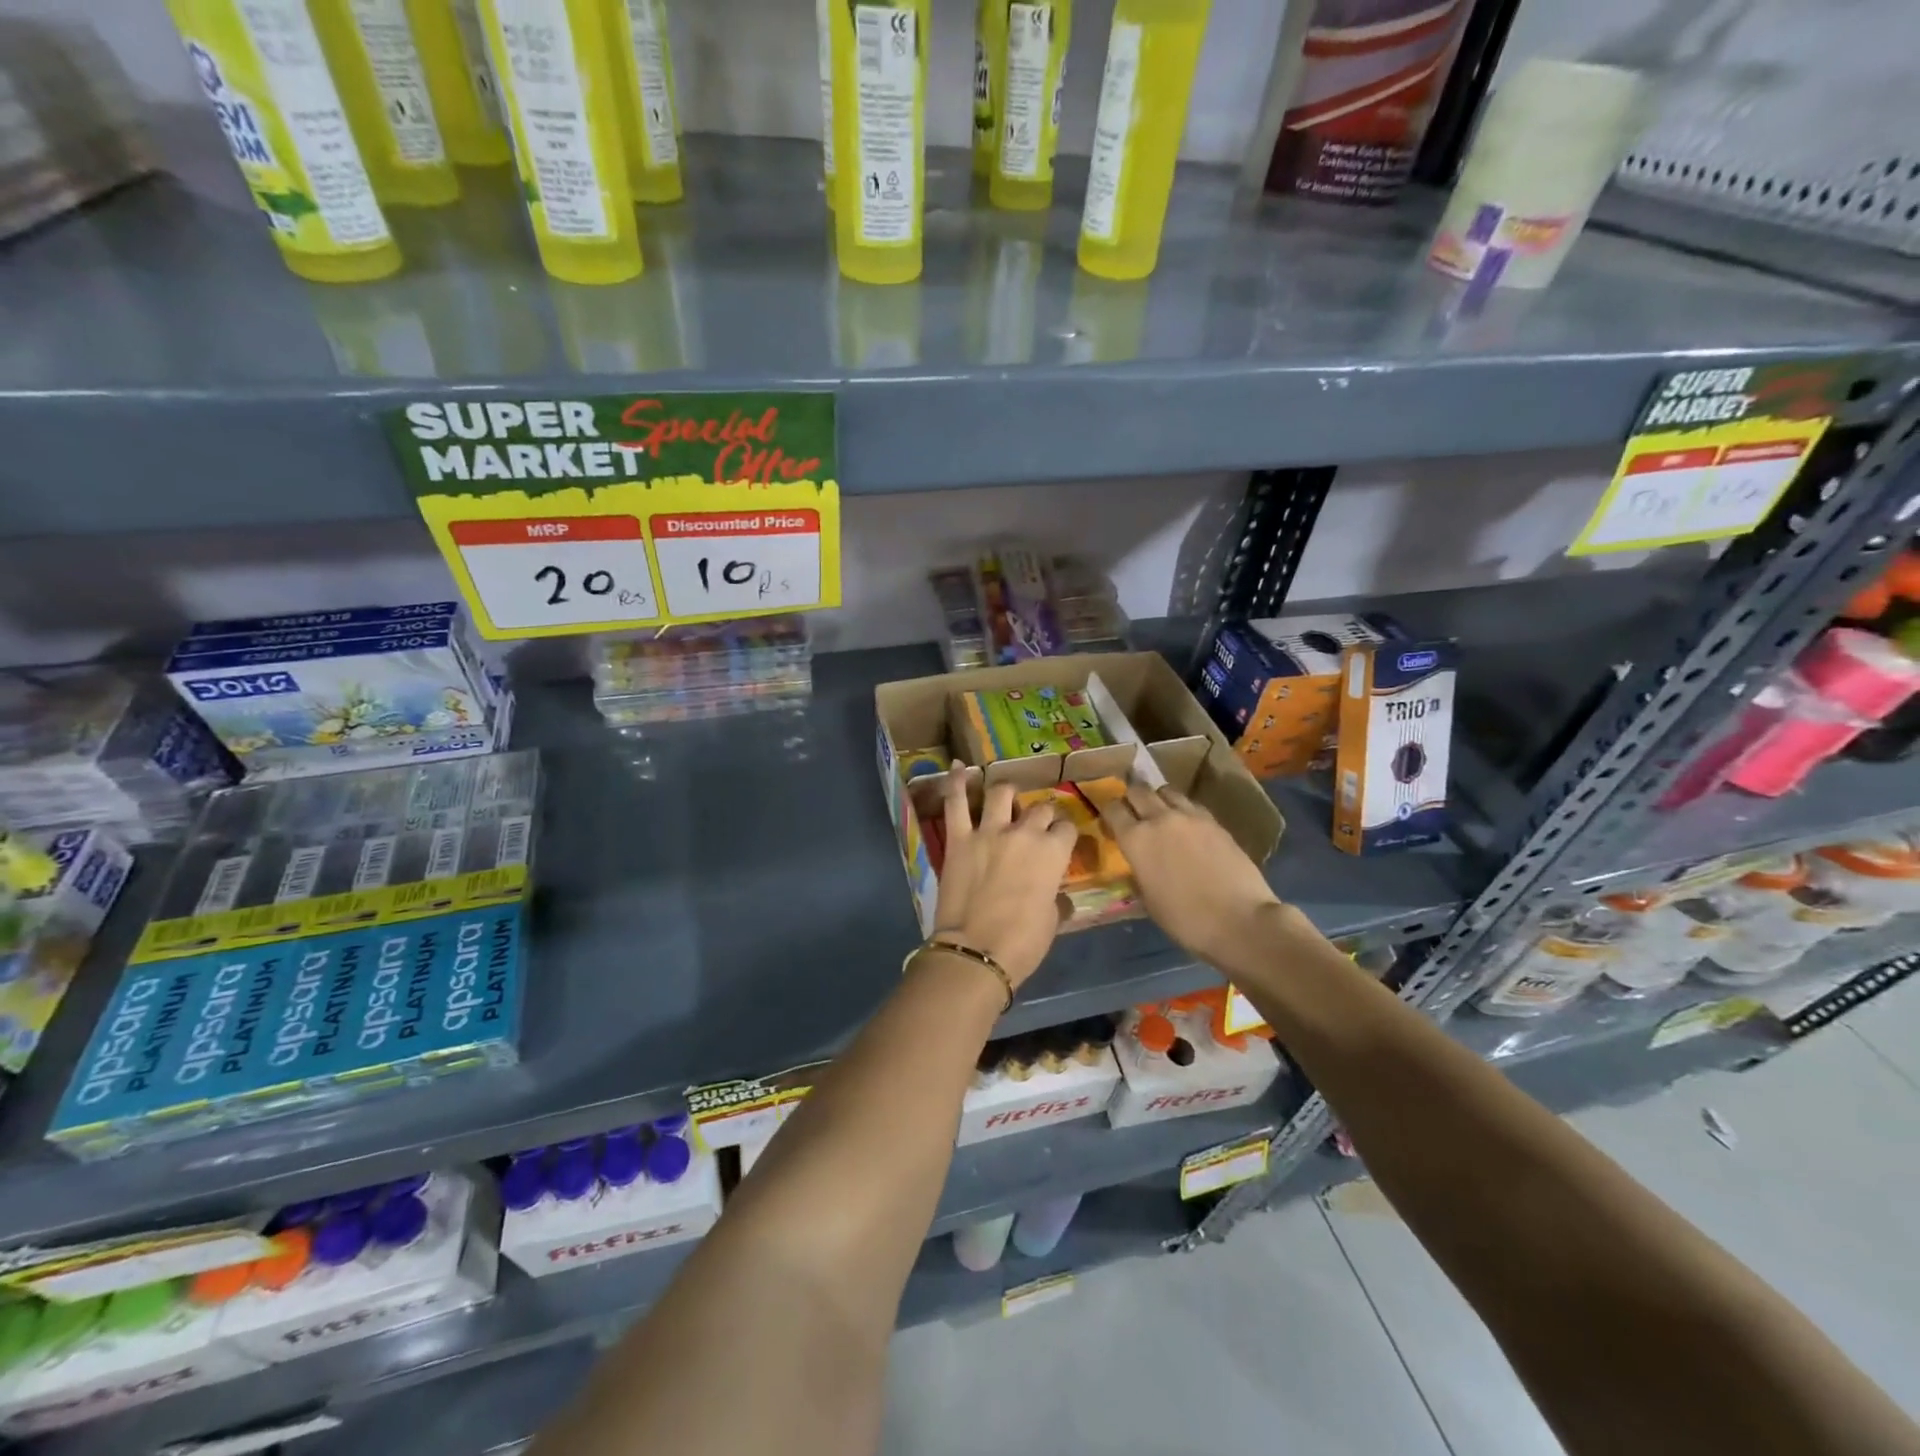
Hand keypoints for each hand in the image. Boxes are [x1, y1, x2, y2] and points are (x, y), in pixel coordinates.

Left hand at [932, 766, 1075, 986]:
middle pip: (1039, 809)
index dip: (1065, 834)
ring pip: (1002, 792)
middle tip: (1035, 826)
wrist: (976, 952)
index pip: (1067, 829)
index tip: (1060, 841)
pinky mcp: (959, 838)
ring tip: (1006, 797)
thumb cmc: (1022, 943)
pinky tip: (956, 766)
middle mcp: (1024, 833)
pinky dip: (955, 782)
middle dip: (1041, 815)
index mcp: (1053, 853)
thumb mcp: (1052, 921)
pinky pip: (955, 801)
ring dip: (1007, 792)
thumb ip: (1056, 899)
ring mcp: (989, 831)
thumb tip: (1057, 896)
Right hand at [1097, 782, 1283, 970]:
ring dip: (1158, 799)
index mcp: (1136, 839)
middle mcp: (1159, 819)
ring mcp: (1190, 816)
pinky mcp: (1215, 821)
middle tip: (1133, 813)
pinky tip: (1188, 826)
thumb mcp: (1148, 900)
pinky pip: (1191, 805)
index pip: (1112, 809)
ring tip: (1161, 815)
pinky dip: (1183, 809)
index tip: (1110, 824)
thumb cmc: (1185, 920)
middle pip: (1138, 790)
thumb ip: (1139, 872)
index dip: (1108, 814)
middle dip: (1131, 798)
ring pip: (1166, 791)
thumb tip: (1138, 863)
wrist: (1240, 921)